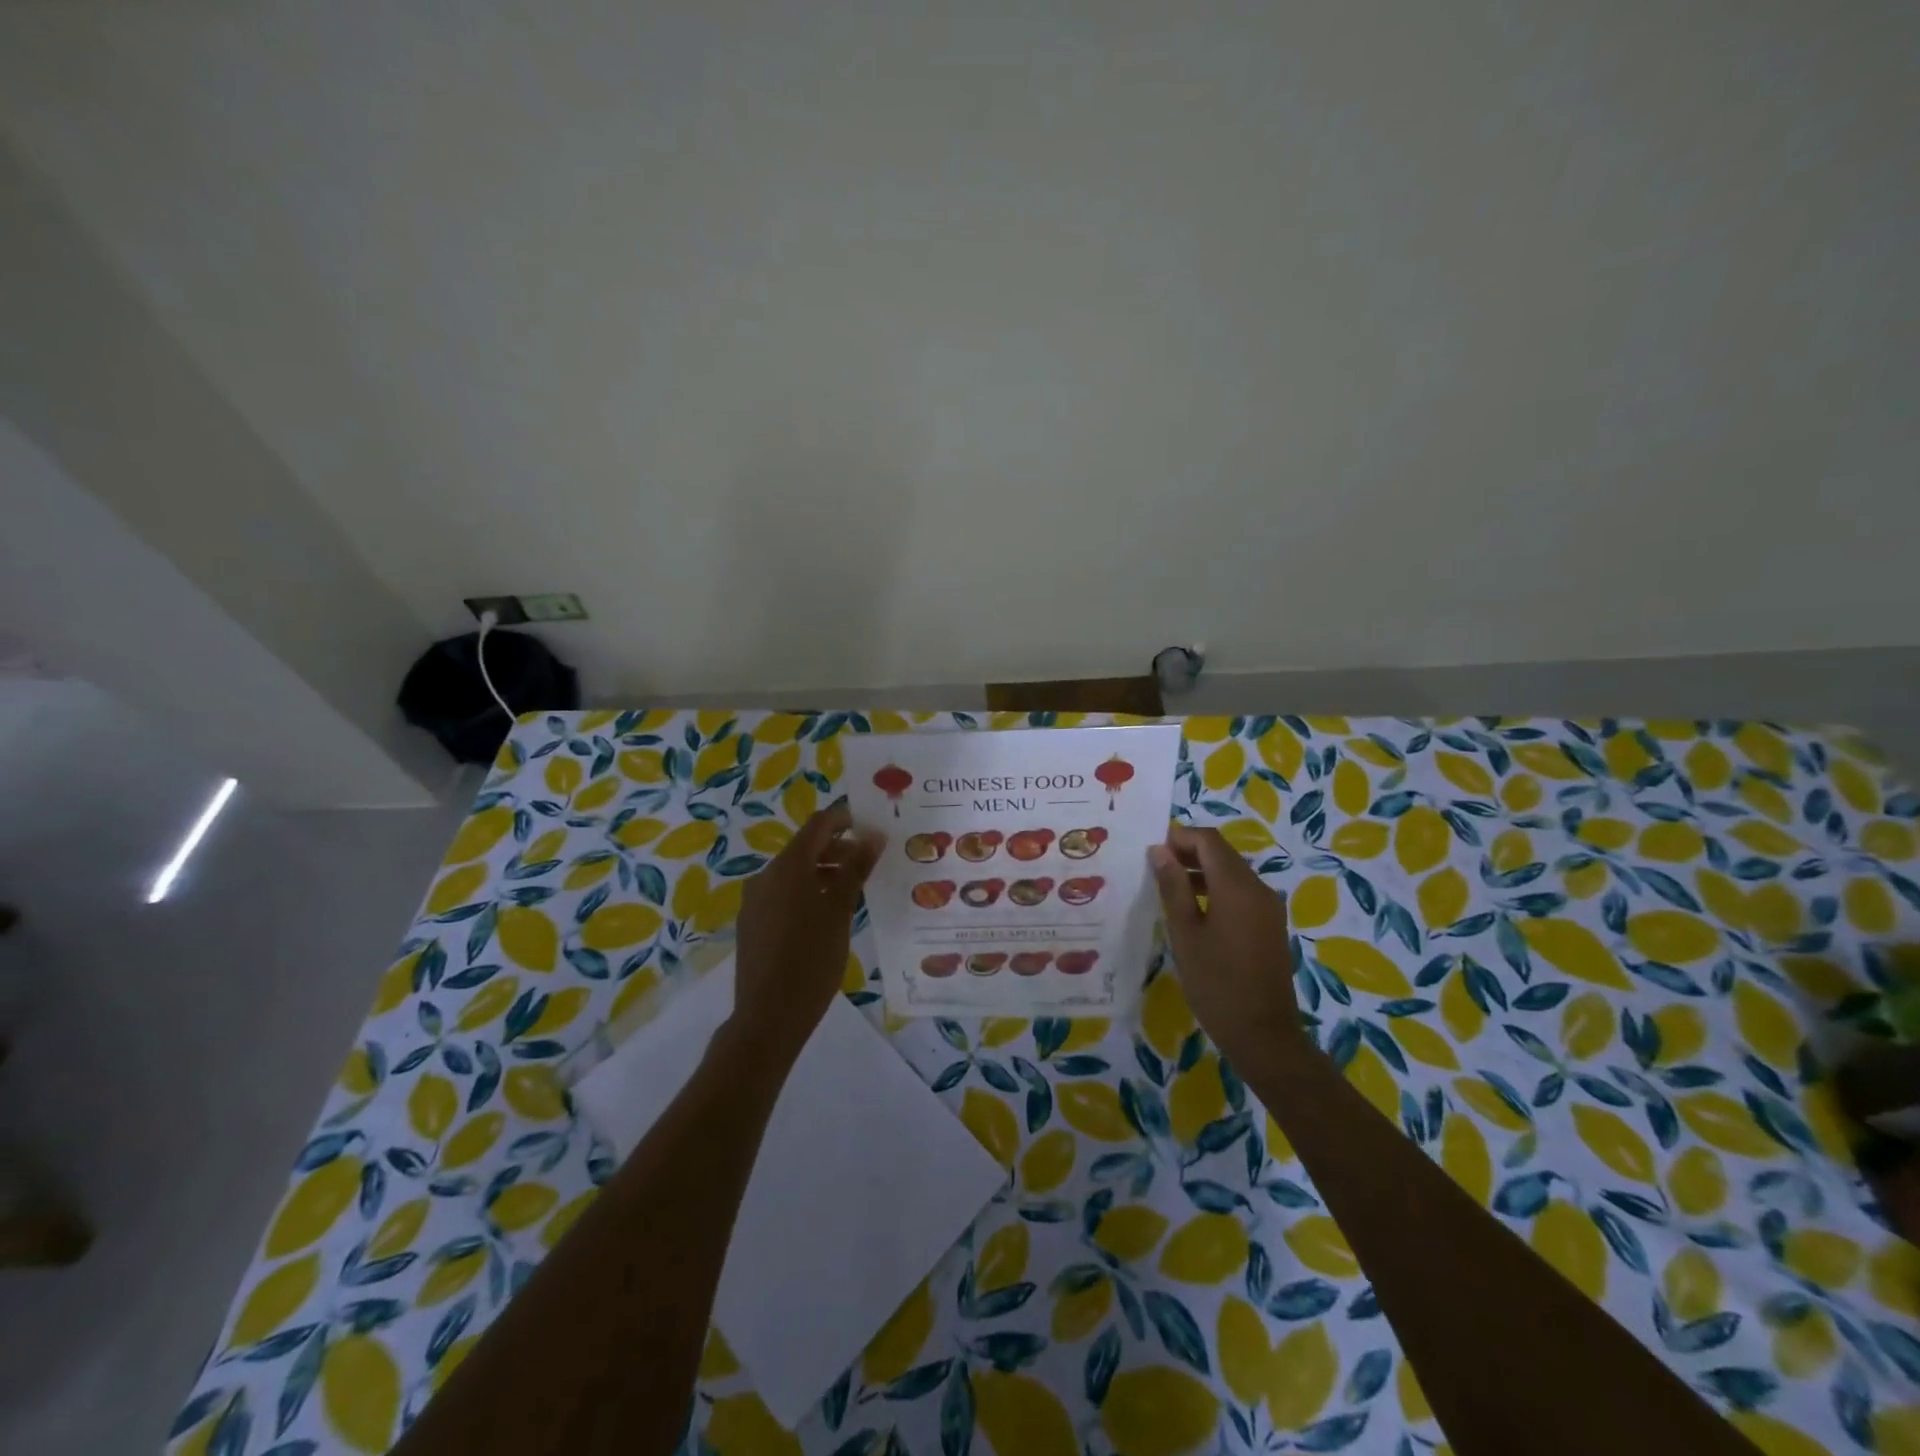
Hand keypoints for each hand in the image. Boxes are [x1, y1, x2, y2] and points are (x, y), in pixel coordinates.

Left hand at [727, 802, 884, 1063]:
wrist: (768, 1016)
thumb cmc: (812, 959)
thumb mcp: (840, 911)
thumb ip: (855, 869)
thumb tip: (873, 835)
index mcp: (787, 867)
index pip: (818, 824)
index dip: (846, 819)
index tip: (872, 828)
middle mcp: (765, 876)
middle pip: (805, 848)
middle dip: (838, 849)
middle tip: (870, 863)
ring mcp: (754, 900)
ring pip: (794, 873)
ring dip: (823, 872)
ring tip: (853, 891)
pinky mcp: (752, 923)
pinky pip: (782, 894)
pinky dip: (806, 892)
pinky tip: (826, 915)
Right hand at [1148, 823, 1302, 1067]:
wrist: (1263, 1034)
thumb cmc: (1216, 983)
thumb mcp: (1185, 933)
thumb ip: (1173, 887)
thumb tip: (1160, 850)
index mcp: (1237, 887)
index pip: (1209, 841)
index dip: (1179, 837)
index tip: (1151, 849)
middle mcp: (1258, 888)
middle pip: (1222, 853)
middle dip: (1188, 852)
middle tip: (1153, 867)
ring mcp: (1268, 907)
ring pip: (1231, 872)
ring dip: (1201, 871)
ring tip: (1167, 887)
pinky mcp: (1270, 924)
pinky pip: (1241, 892)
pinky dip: (1216, 889)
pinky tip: (1193, 910)